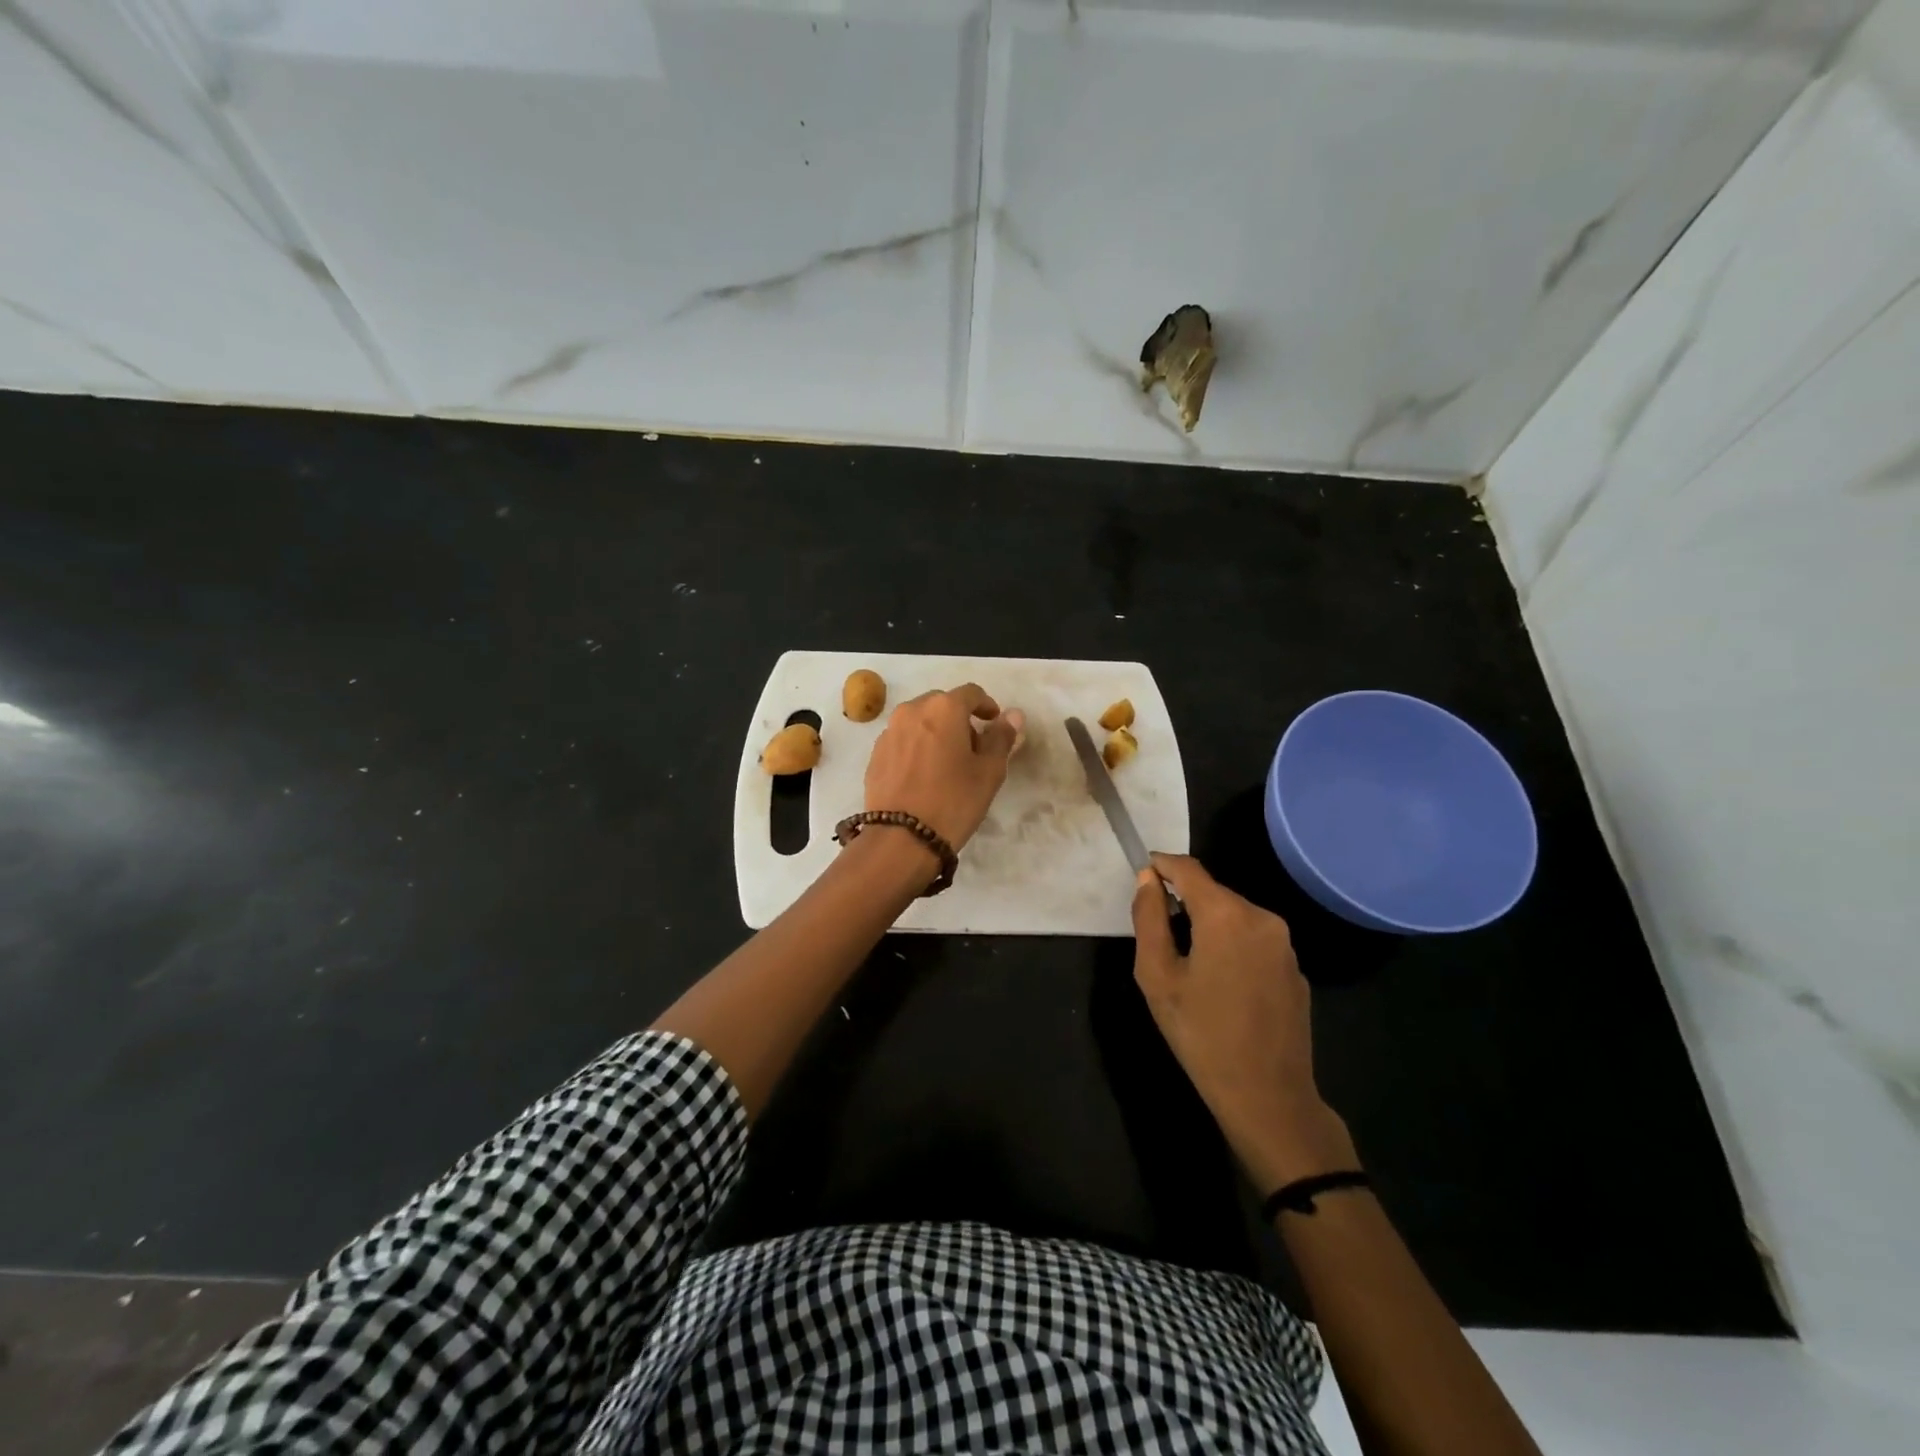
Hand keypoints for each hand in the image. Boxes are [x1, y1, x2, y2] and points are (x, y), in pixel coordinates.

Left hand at [864, 683, 1023, 850]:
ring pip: (919, 721)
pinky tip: (923, 775)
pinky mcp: (875, 754)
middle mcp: (912, 710)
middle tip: (972, 748)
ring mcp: (889, 732)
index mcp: (943, 708)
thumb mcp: (989, 772)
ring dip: (936, 732)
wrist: (901, 838)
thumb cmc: (953, 801)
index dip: (986, 706)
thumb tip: (1013, 715)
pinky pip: (903, 740)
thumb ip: (1001, 738)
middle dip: (959, 719)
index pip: (971, 693)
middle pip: (942, 704)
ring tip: (946, 763)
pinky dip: (916, 748)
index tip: (993, 723)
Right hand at [1132, 853, 1357, 1190]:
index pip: (1189, 870)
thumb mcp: (1157, 976)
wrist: (1268, 1096)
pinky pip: (1255, 941)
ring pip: (1235, 916)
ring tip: (1187, 960)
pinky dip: (1232, 945)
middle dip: (1185, 900)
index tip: (1143, 871)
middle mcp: (1262, 918)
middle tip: (1158, 929)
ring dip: (1209, 924)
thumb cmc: (1201, 1034)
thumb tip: (1147, 879)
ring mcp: (1284, 944)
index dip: (1162, 865)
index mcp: (1226, 915)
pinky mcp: (1296, 969)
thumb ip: (1149, 919)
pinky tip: (1221, 982)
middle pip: (1214, 893)